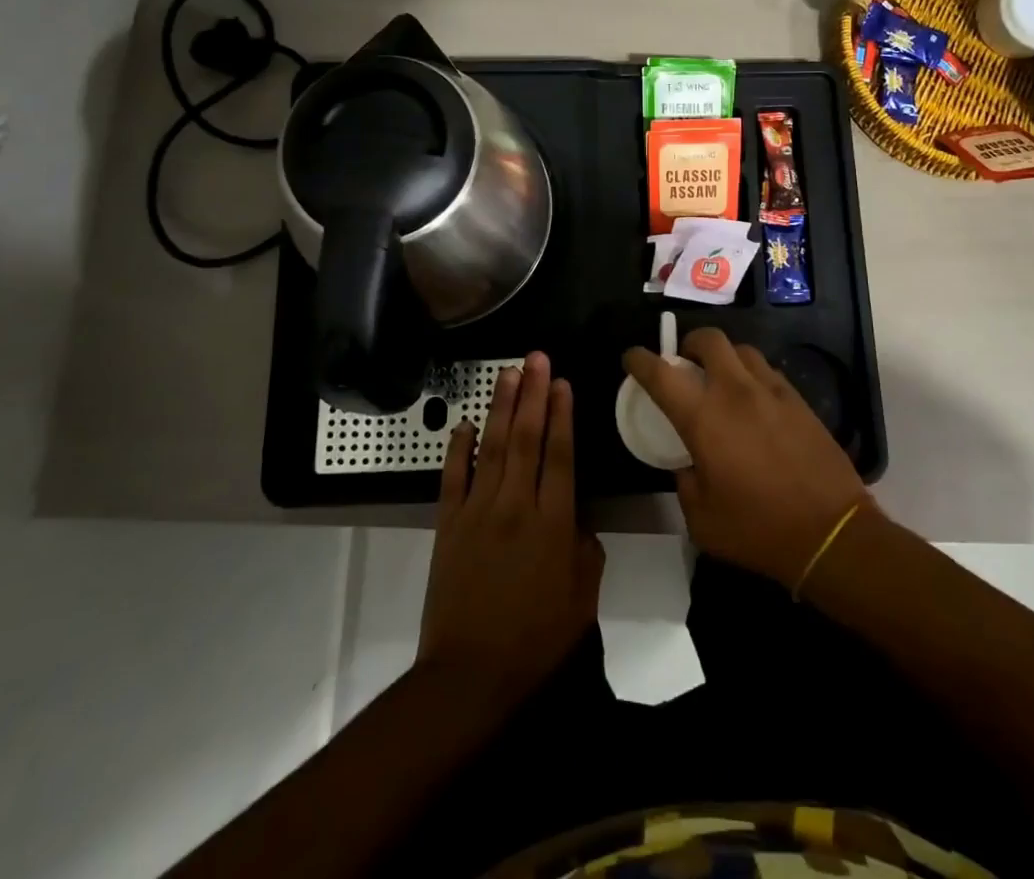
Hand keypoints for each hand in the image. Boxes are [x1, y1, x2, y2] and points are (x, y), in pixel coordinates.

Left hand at [417, 352, 603, 701]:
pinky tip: (465, 422)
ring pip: (492, 446)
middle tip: (537, 358)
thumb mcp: (582, 599)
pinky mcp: (448, 524)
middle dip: (533, 394)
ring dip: (502, 407)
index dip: (562, 414)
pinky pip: (453, 476)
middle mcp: (515, 505)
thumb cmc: (535, 641)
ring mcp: (477, 511)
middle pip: (526, 438)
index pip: (559, 454)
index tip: (563, 382)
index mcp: (553, 523)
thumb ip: (585, 549)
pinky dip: (459, 447)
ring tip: (509, 373)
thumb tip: (577, 515)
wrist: (469, 675)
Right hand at [622, 329, 870, 589]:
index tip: (632, 358)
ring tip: (721, 381)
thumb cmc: (758, 529)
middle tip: (685, 363)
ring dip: (724, 358)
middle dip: (690, 343)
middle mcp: (735, 392)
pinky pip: (768, 372)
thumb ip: (685, 483)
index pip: (661, 373)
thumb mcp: (702, 520)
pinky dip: (752, 376)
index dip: (640, 359)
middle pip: (709, 339)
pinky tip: (754, 402)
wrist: (831, 532)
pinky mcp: (799, 400)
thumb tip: (687, 464)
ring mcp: (772, 391)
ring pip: (742, 350)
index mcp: (703, 418)